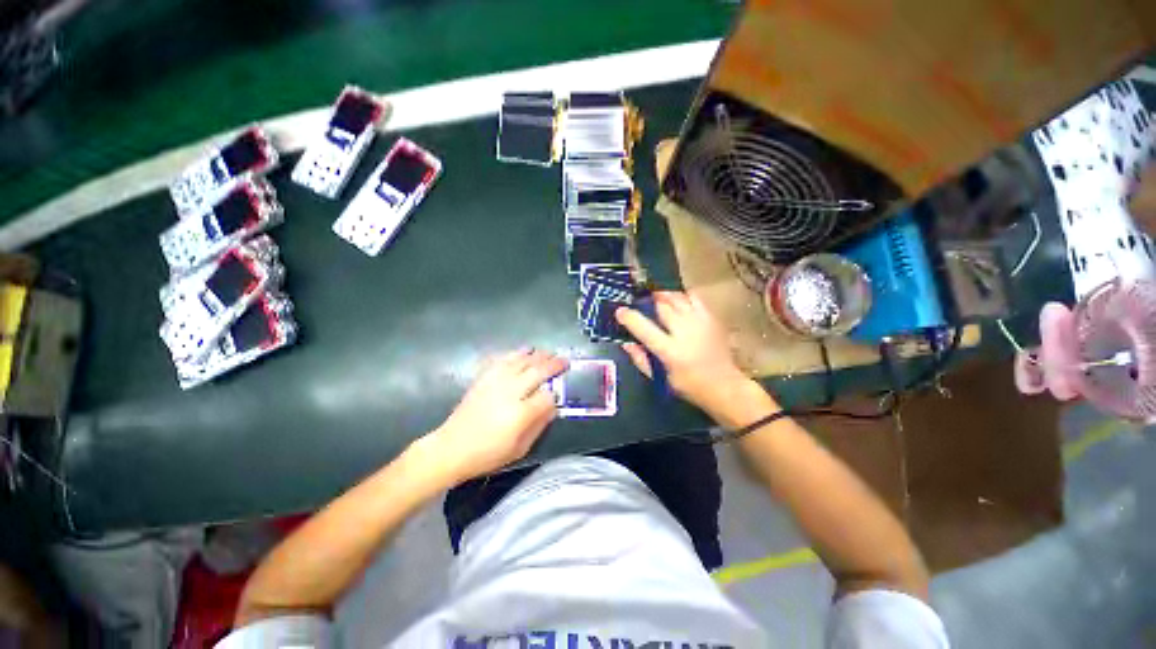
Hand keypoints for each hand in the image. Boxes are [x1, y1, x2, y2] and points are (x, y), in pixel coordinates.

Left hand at [428, 349, 566, 483]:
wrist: (452, 448)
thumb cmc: (488, 454)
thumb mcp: (520, 448)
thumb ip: (539, 425)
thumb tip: (552, 407)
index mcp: (520, 413)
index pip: (547, 396)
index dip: (556, 394)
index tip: (558, 395)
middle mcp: (510, 392)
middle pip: (538, 371)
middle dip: (553, 364)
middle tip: (564, 361)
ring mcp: (496, 381)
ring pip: (521, 360)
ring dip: (537, 355)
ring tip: (548, 353)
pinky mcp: (484, 377)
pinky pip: (503, 359)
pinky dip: (516, 353)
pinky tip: (524, 352)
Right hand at [615, 291, 752, 412]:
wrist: (725, 387)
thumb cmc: (689, 386)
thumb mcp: (661, 379)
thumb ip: (641, 360)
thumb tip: (626, 343)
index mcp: (670, 351)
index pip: (644, 328)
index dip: (629, 317)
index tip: (620, 311)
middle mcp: (685, 332)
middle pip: (662, 306)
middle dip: (649, 301)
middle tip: (641, 303)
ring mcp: (700, 323)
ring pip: (677, 298)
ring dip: (664, 296)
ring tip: (657, 298)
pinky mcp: (711, 319)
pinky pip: (694, 298)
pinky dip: (682, 296)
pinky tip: (677, 300)